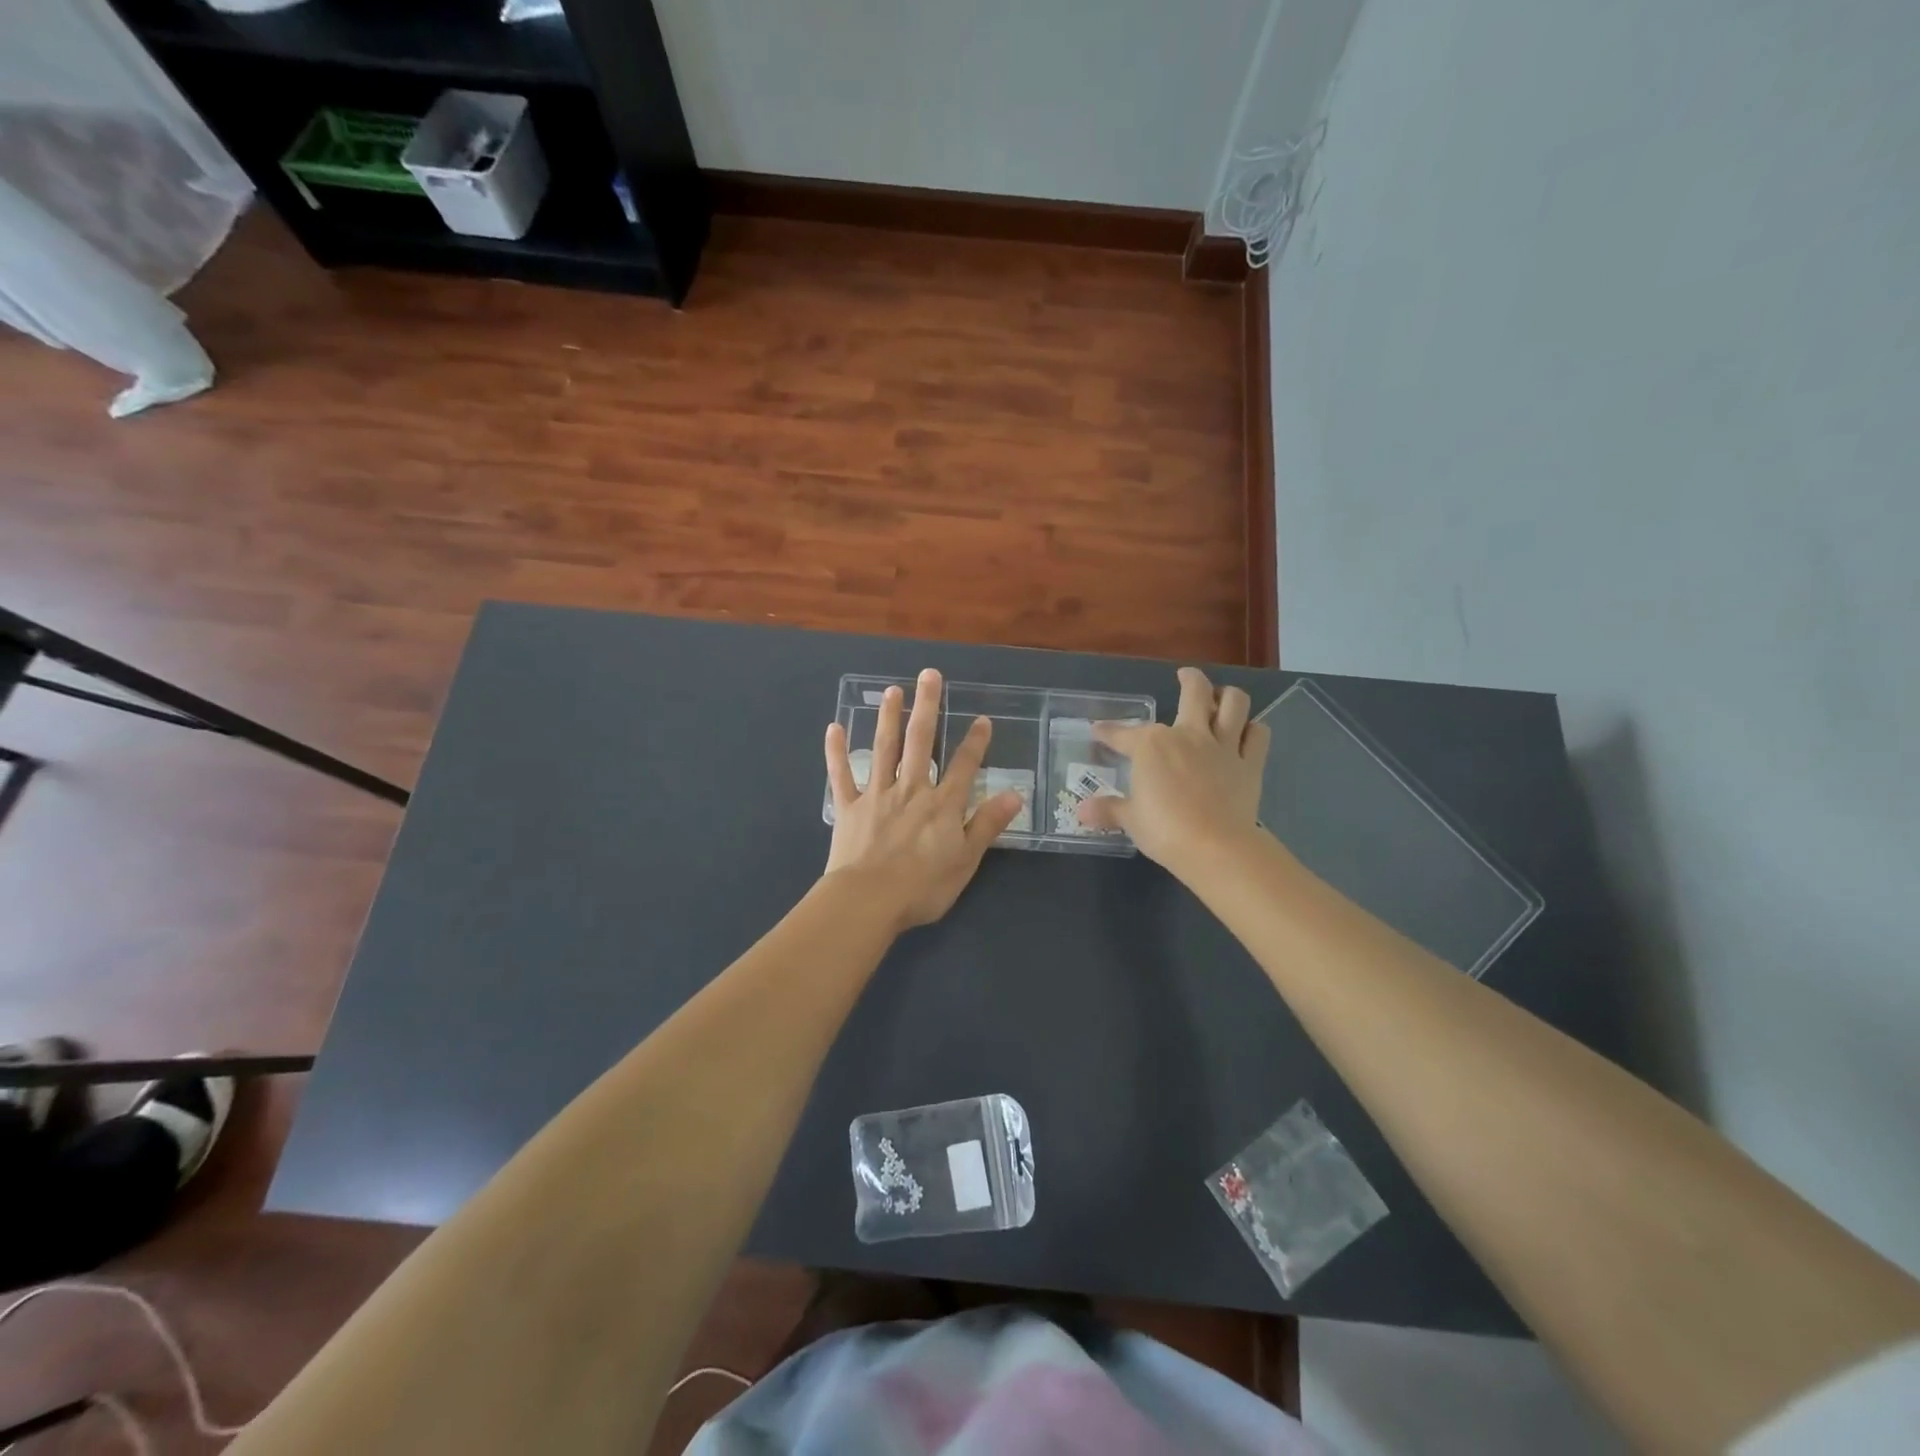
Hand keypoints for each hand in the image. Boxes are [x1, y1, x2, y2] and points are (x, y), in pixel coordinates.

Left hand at [824, 669, 1023, 932]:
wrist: (868, 901)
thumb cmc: (922, 887)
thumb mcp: (966, 861)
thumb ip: (988, 825)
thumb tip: (1014, 794)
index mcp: (942, 805)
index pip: (963, 766)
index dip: (975, 742)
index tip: (981, 718)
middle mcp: (911, 790)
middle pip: (920, 742)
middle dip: (927, 707)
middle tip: (929, 675)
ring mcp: (877, 795)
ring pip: (884, 749)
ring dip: (889, 718)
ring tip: (893, 691)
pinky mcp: (849, 807)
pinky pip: (842, 775)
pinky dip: (837, 751)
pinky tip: (834, 727)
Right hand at [1077, 666, 1269, 873]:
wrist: (1216, 847)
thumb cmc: (1164, 830)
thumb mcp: (1130, 820)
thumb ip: (1108, 810)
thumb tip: (1081, 811)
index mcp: (1152, 745)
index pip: (1123, 733)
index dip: (1108, 731)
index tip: (1098, 730)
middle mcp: (1188, 735)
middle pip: (1194, 692)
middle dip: (1189, 679)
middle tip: (1185, 675)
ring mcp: (1223, 747)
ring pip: (1234, 704)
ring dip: (1228, 695)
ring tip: (1222, 696)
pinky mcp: (1250, 764)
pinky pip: (1258, 736)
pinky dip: (1253, 730)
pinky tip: (1247, 733)